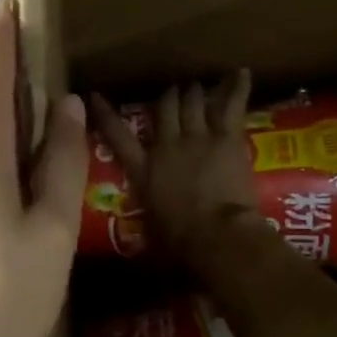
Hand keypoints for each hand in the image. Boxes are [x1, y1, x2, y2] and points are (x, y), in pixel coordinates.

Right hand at [90, 72, 260, 265]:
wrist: (216, 235)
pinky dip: (237, 87)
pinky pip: (231, 105)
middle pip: (164, 108)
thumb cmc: (181, 243)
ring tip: (197, 85)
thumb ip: (146, 230)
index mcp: (144, 169)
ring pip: (192, 101)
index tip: (93, 97)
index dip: (105, 115)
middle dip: (168, 97)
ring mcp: (197, 137)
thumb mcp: (152, 234)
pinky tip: (242, 72)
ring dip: (195, 91)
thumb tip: (141, 264)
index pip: (117, 136)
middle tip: (173, 92)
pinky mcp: (226, 137)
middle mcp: (167, 145)